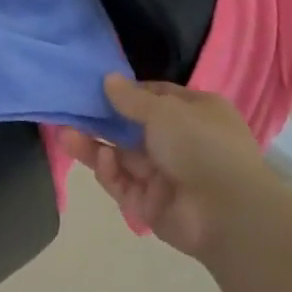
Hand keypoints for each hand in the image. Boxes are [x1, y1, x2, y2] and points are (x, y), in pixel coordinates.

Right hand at [56, 76, 283, 258]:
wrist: (227, 212)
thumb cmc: (202, 146)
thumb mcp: (165, 111)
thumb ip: (132, 98)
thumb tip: (109, 79)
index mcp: (195, 114)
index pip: (156, 98)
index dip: (127, 92)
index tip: (98, 87)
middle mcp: (180, 143)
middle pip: (131, 129)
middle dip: (101, 121)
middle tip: (69, 112)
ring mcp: (164, 175)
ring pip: (120, 156)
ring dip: (93, 145)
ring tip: (65, 135)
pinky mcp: (148, 203)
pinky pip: (122, 182)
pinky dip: (109, 170)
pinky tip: (102, 159)